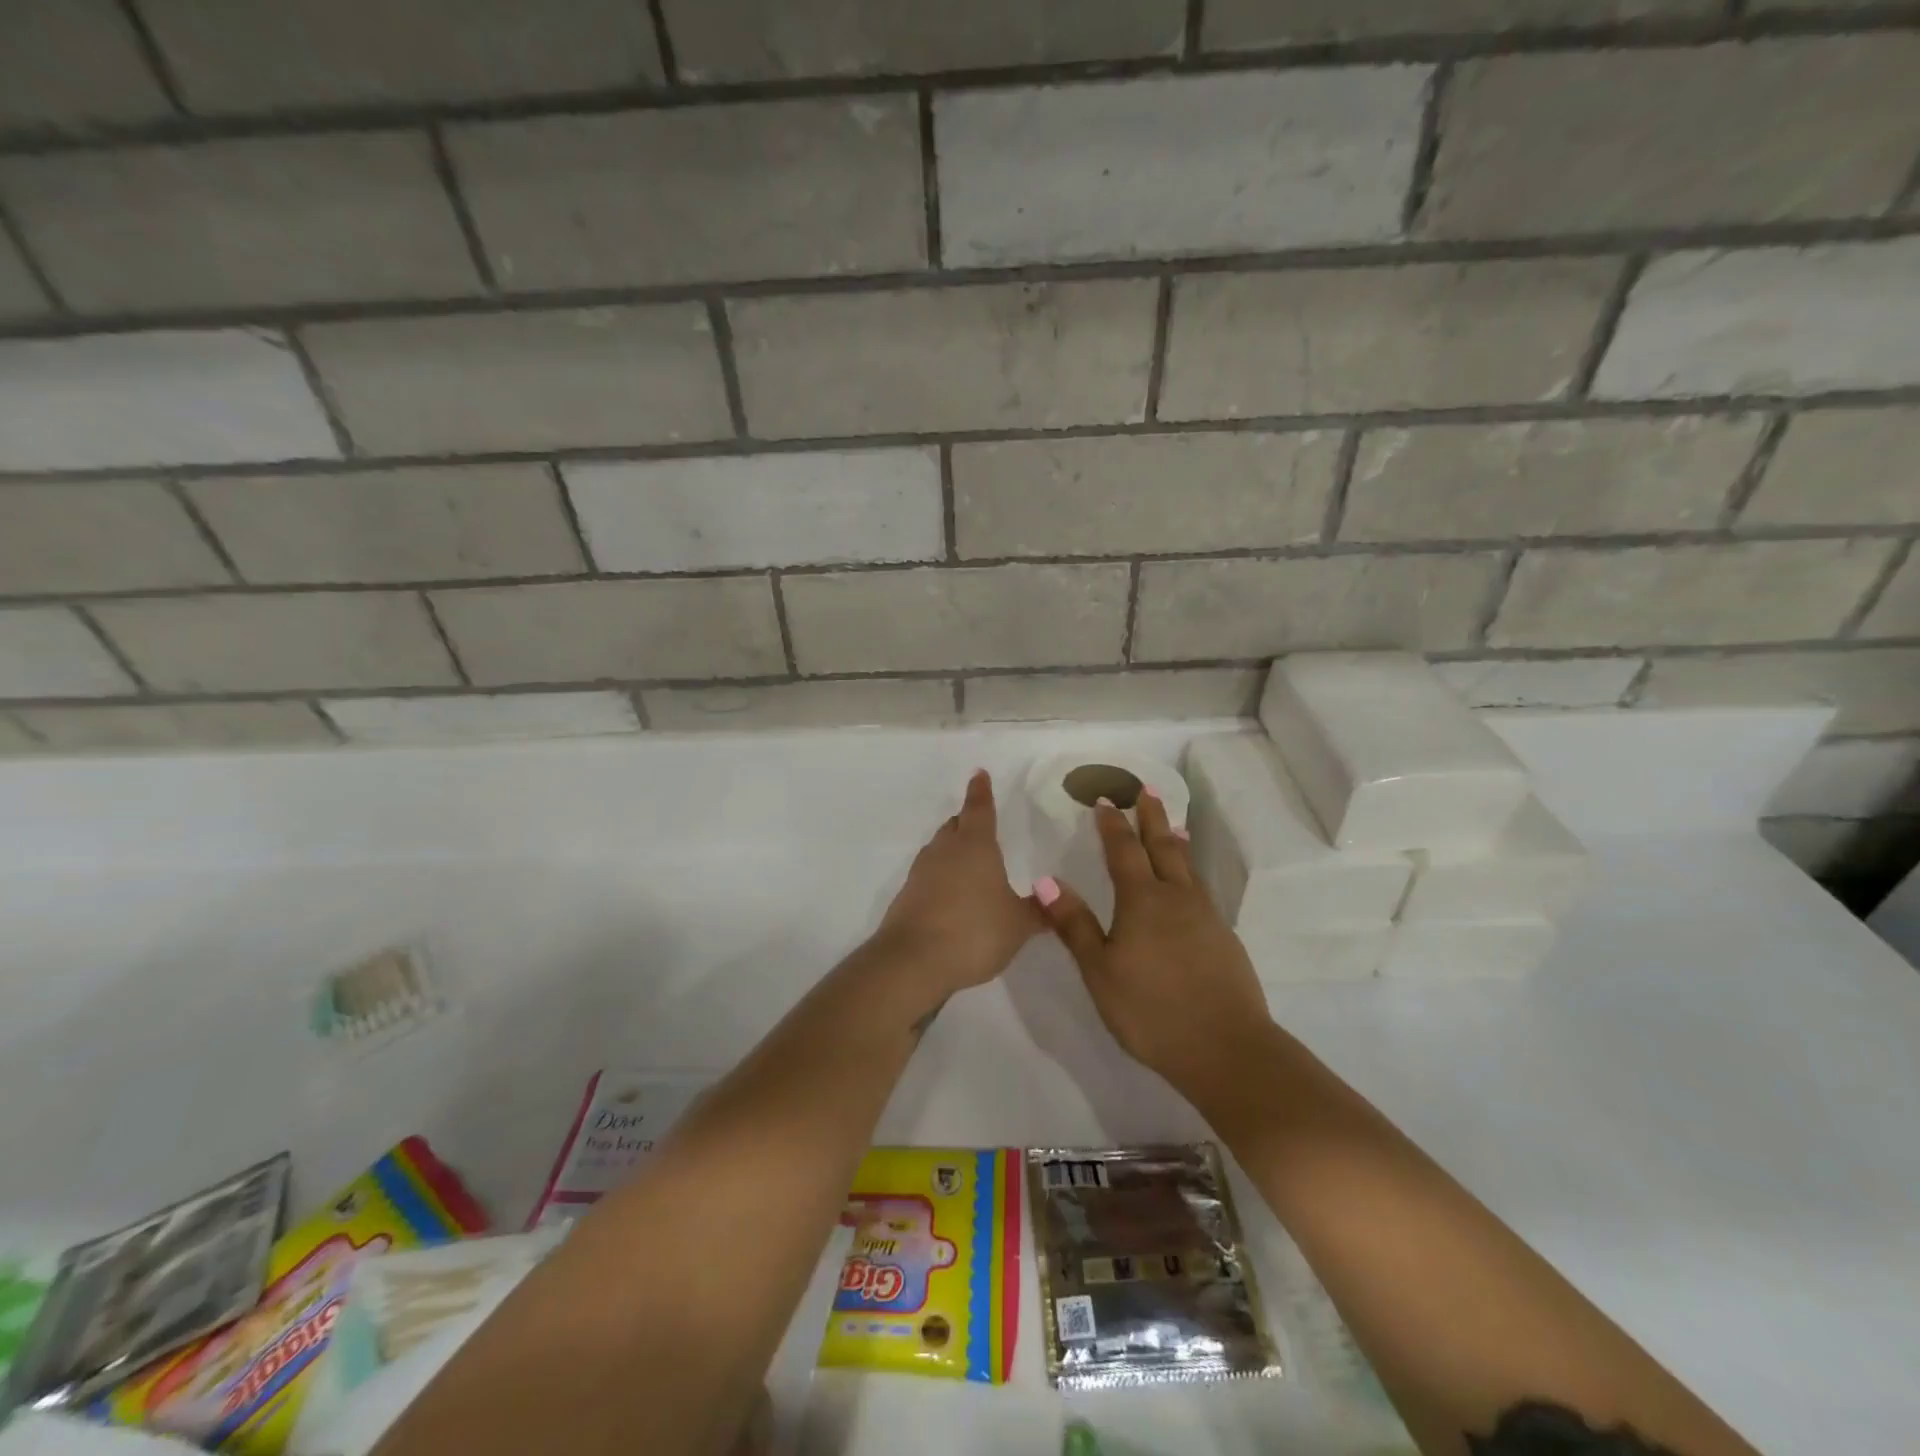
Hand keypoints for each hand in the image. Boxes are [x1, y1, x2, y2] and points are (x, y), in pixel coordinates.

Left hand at [874, 770, 1044, 999]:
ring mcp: (921, 872)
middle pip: (955, 826)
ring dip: (952, 848)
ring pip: (939, 848)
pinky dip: (941, 876)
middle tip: (978, 820)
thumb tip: (1054, 898)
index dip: (982, 791)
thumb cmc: (974, 931)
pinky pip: (928, 875)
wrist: (913, 961)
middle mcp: (945, 851)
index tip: (979, 774)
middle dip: (966, 820)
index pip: (980, 809)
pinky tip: (951, 894)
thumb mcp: (1018, 925)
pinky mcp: (907, 896)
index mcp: (976, 846)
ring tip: (968, 858)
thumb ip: (1037, 911)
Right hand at [1035, 790, 1273, 1102]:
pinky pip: (1201, 890)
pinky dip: (1191, 873)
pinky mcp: (1224, 938)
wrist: (1225, 1047)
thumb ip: (1074, 924)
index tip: (1105, 801)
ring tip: (1174, 826)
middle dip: (1152, 818)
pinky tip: (1190, 886)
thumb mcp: (1100, 970)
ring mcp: (1205, 917)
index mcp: (1142, 901)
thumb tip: (1046, 880)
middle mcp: (1176, 898)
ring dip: (1176, 842)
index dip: (1113, 826)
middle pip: (1163, 847)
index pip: (1124, 851)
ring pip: (1187, 868)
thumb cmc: (1151, 1010)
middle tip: (1147, 789)